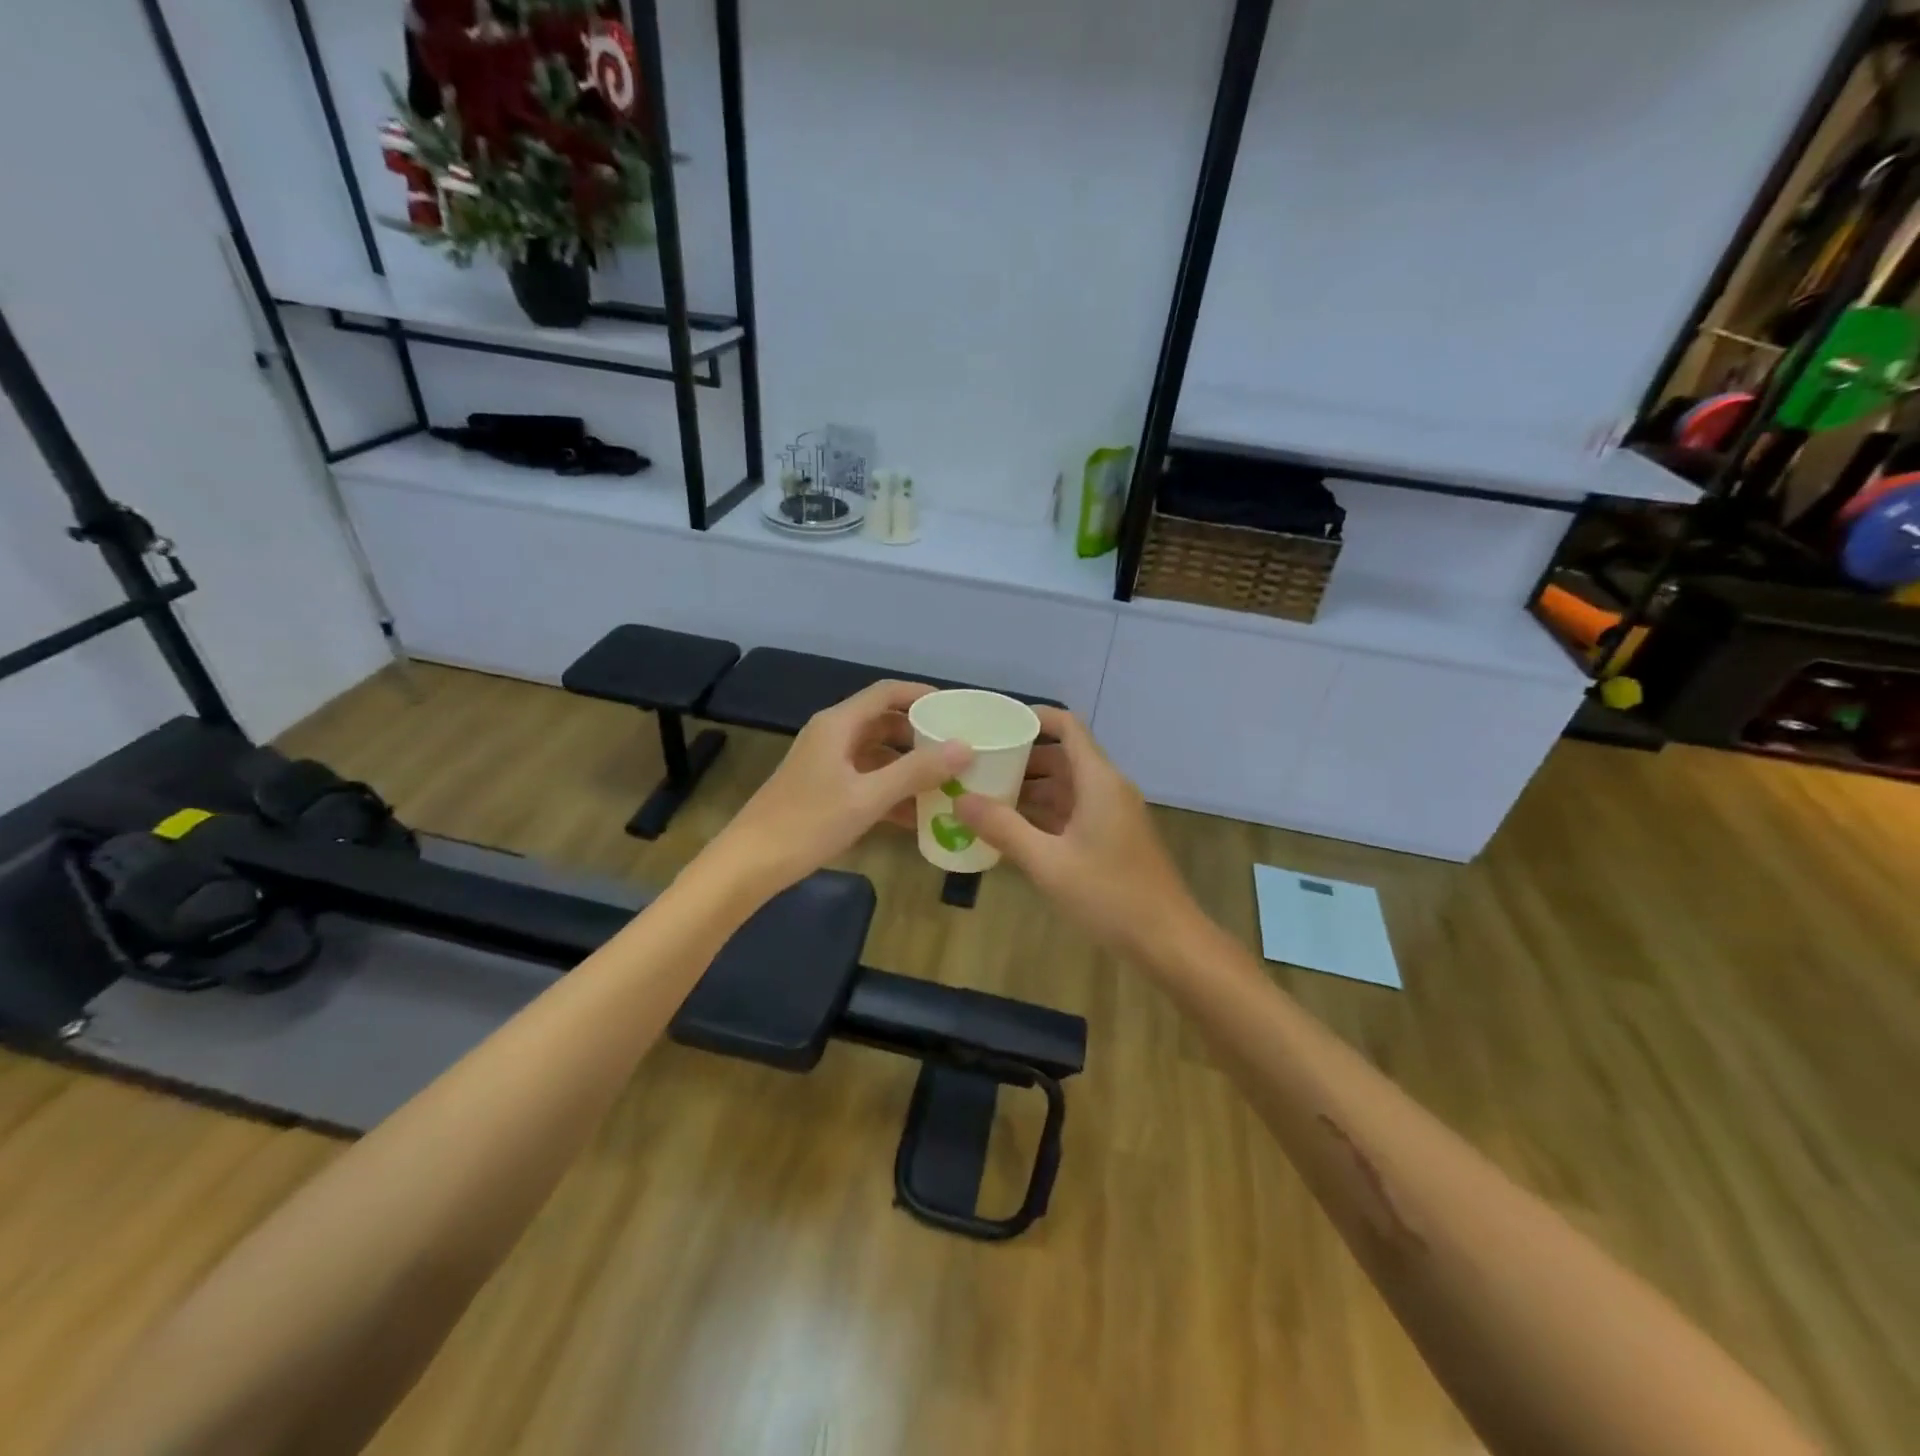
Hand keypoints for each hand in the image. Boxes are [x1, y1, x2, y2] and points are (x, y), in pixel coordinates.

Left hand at [710, 681, 970, 896]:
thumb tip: (965, 747)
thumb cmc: (808, 823)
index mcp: (838, 725)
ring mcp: (826, 764)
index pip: (887, 693)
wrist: (750, 864)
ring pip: (877, 755)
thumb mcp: (868, 797)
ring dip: (908, 768)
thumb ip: (917, 771)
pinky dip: (890, 792)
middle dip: (920, 736)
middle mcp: (832, 736)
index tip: (957, 710)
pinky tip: (915, 817)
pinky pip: (866, 781)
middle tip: (957, 751)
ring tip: (945, 785)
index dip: (922, 695)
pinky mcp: (823, 790)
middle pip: (884, 723)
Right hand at [956, 708, 1201, 965]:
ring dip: (1030, 789)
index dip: (1035, 717)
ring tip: (985, 795)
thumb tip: (961, 800)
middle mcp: (1108, 789)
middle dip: (1022, 758)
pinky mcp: (1112, 838)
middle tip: (978, 764)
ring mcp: (1112, 815)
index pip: (1068, 727)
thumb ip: (1003, 828)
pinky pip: (1073, 812)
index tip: (996, 723)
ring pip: (1067, 787)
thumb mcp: (1048, 862)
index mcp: (1099, 781)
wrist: (1166, 939)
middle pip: (1063, 757)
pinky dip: (1044, 814)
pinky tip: (1012, 828)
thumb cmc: (1109, 894)